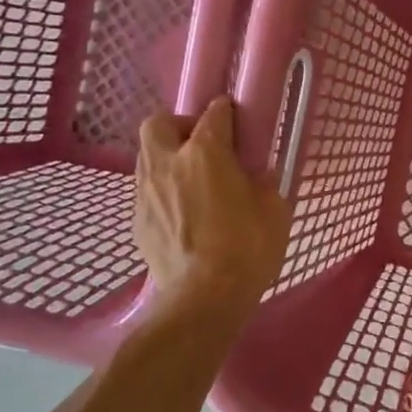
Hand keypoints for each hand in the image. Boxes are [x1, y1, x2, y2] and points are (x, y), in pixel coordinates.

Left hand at [135, 98, 291, 312]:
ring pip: (147, 156)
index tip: (235, 119)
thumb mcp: (275, 211)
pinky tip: (182, 213)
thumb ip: (266, 184)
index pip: (213, 114)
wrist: (204, 298)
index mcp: (205, 153)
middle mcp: (168, 163)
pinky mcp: (137, 222)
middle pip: (158, 123)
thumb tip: (260, 175)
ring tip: (191, 180)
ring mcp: (146, 193)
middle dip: (178, 125)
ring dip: (167, 158)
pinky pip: (147, 192)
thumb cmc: (247, 248)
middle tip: (201, 145)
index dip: (226, 112)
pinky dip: (162, 192)